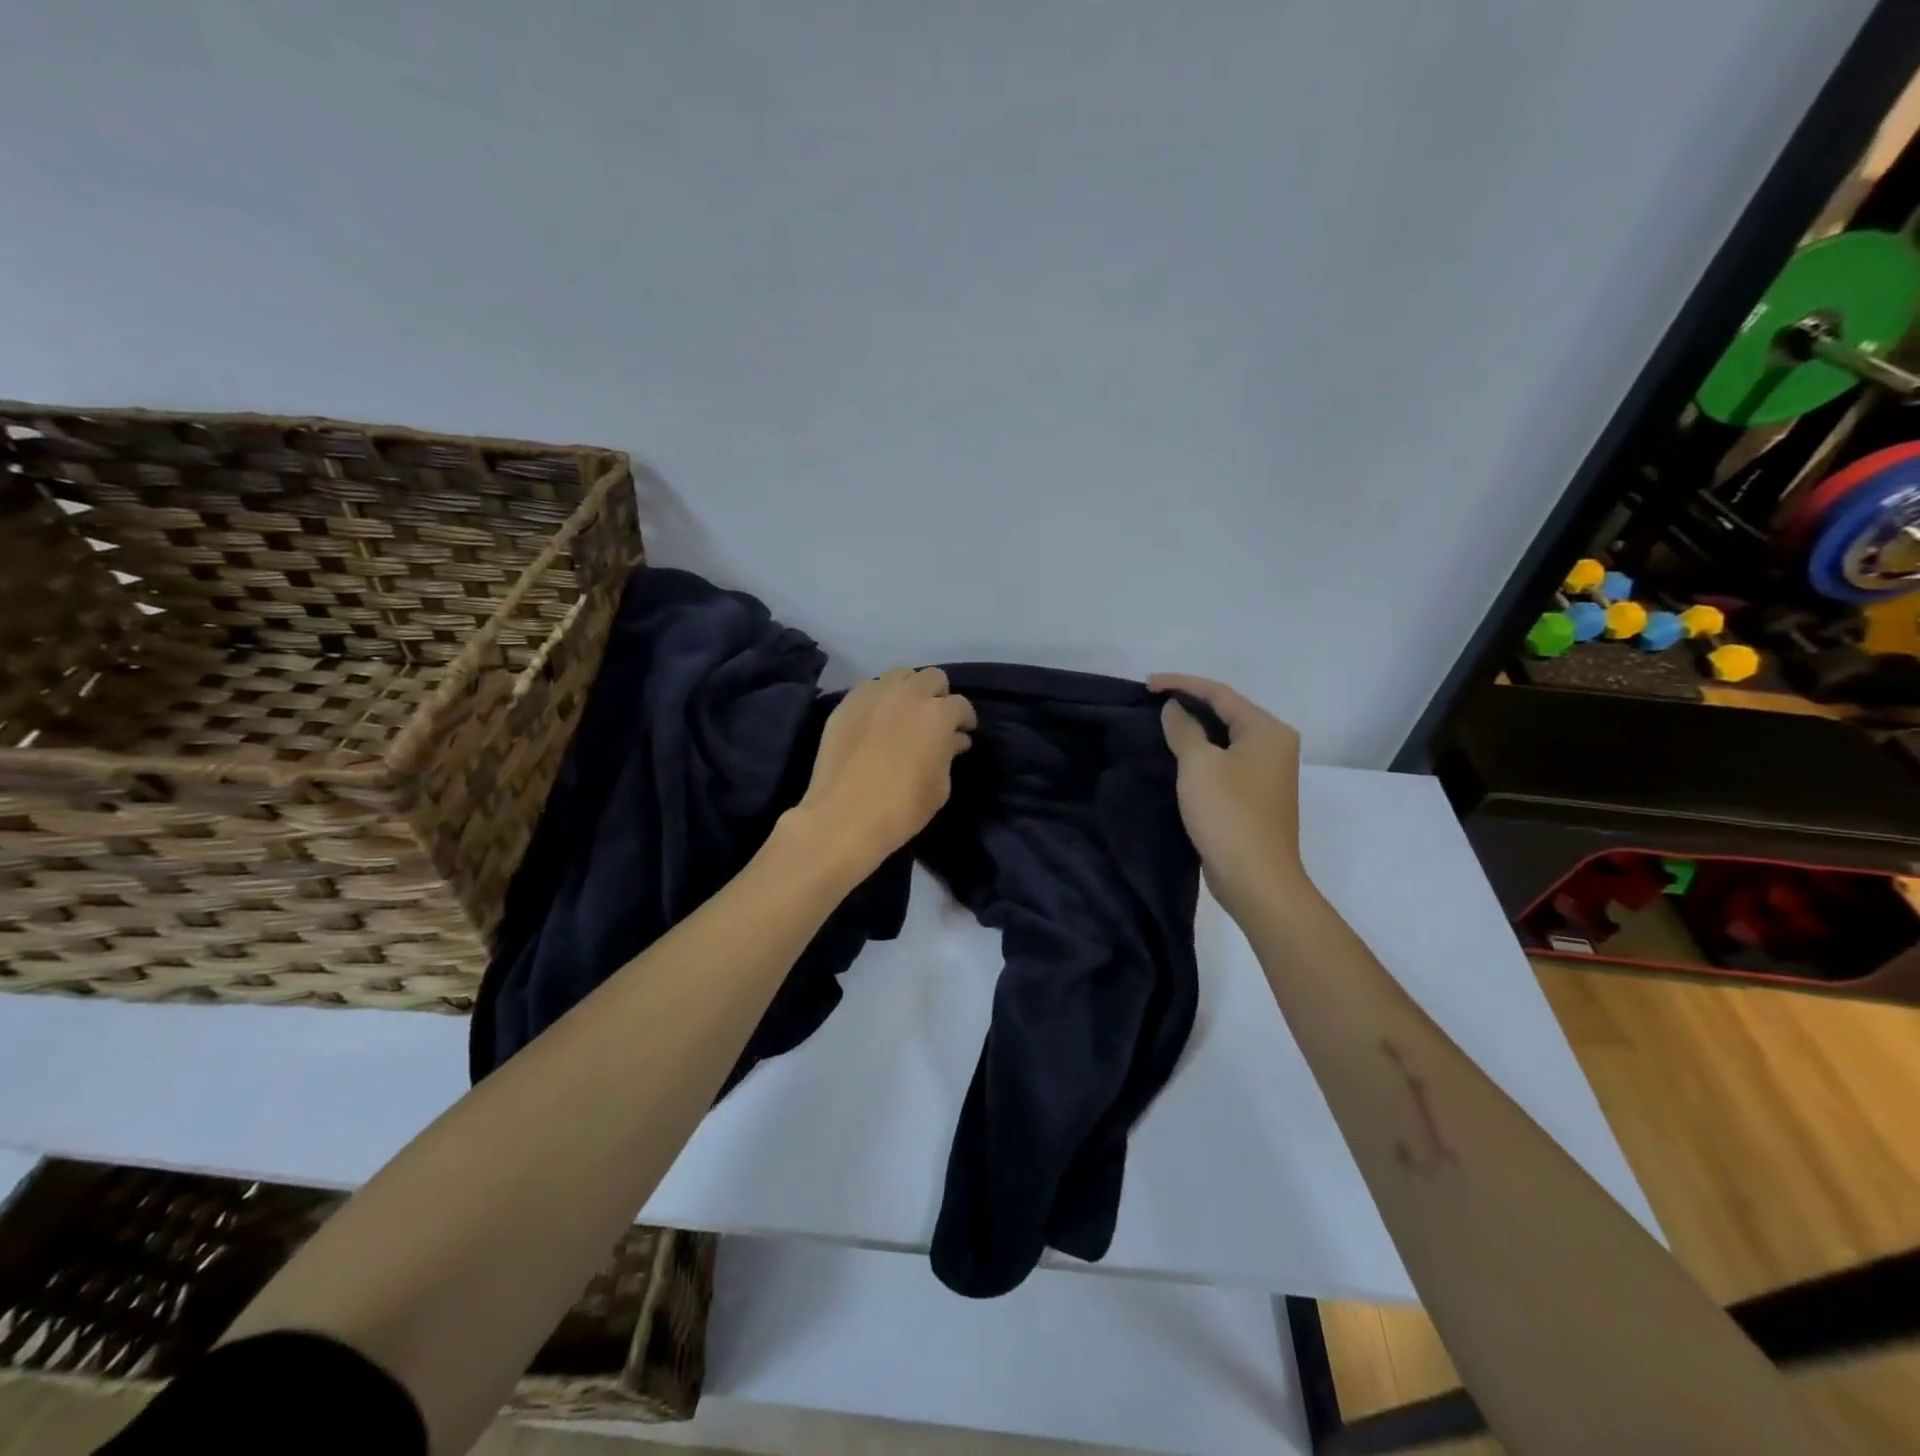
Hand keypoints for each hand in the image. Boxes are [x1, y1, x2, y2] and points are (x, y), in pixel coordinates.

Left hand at [789, 667, 975, 878]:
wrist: (843, 817)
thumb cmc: (901, 808)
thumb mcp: (939, 787)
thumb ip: (949, 754)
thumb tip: (954, 739)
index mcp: (937, 714)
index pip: (961, 705)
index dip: (965, 720)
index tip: (963, 733)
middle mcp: (907, 694)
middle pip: (933, 678)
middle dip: (939, 696)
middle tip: (935, 720)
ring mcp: (873, 695)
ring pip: (900, 675)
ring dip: (909, 689)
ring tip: (906, 713)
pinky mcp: (846, 704)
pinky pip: (870, 687)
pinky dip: (881, 697)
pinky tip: (878, 719)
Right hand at [1150, 673, 1308, 918]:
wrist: (1256, 879)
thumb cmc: (1228, 815)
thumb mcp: (1198, 765)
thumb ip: (1184, 729)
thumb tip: (1174, 708)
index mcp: (1267, 730)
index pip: (1220, 693)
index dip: (1181, 684)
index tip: (1147, 684)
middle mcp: (1274, 745)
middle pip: (1227, 711)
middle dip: (1189, 703)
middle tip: (1152, 701)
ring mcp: (1267, 772)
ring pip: (1225, 737)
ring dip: (1195, 728)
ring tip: (1161, 723)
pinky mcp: (1256, 795)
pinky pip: (1226, 760)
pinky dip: (1202, 752)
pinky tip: (1179, 756)